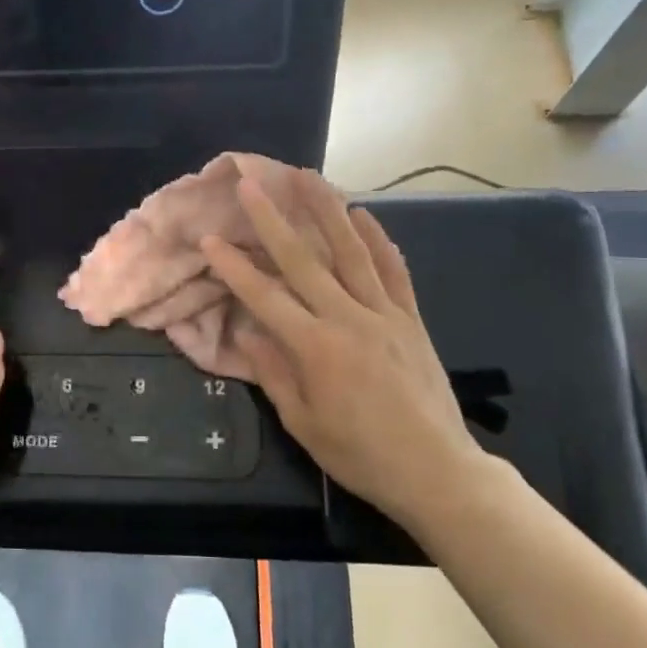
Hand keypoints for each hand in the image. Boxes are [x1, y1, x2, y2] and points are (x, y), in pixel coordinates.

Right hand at [199, 171, 499, 529]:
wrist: (436, 471)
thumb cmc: (360, 455)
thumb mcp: (303, 423)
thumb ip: (274, 373)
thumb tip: (249, 332)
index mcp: (315, 348)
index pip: (265, 297)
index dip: (234, 267)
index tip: (210, 238)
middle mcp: (348, 318)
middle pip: (304, 260)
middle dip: (273, 219)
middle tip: (252, 183)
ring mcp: (385, 313)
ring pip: (351, 252)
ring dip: (327, 210)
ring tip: (307, 177)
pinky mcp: (411, 318)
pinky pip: (394, 270)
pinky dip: (379, 239)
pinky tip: (363, 214)